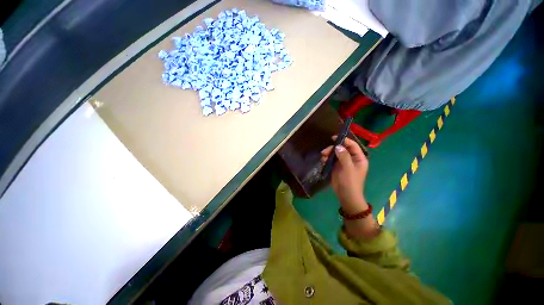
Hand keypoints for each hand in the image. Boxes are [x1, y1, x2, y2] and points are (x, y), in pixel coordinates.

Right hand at [321, 136, 368, 213]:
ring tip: (323, 157)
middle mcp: (352, 158)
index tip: (333, 138)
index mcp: (359, 158)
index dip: (344, 140)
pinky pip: (332, 159)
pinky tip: (323, 161)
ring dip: (329, 153)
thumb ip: (344, 156)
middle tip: (324, 152)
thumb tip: (338, 146)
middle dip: (333, 148)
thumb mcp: (348, 169)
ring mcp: (344, 162)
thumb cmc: (350, 182)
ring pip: (336, 153)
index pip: (352, 145)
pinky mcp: (337, 166)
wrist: (346, 196)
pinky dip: (327, 158)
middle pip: (342, 148)